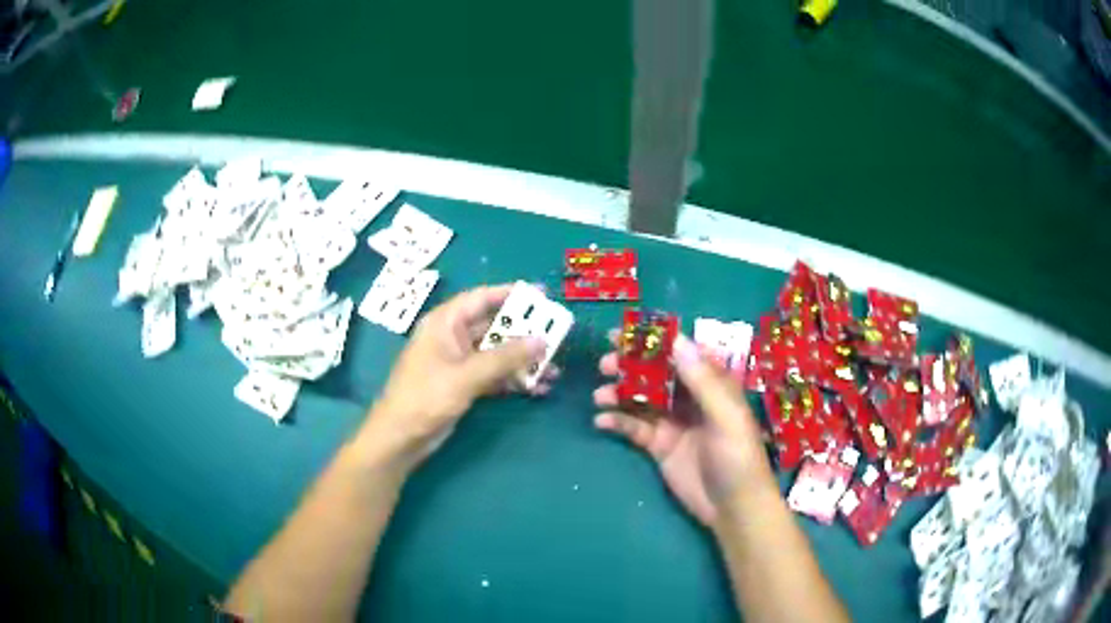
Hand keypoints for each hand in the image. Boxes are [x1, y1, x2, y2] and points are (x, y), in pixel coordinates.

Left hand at [365, 284, 553, 466]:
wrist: (401, 437)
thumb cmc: (426, 397)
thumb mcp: (467, 375)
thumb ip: (506, 357)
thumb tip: (542, 340)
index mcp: (445, 323)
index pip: (481, 298)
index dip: (511, 293)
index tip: (542, 295)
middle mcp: (453, 337)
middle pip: (494, 326)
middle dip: (524, 333)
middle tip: (557, 334)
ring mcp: (458, 362)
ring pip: (497, 353)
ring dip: (523, 360)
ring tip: (554, 368)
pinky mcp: (463, 383)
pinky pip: (494, 374)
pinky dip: (513, 380)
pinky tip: (537, 388)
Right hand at [593, 332, 774, 526]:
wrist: (732, 507)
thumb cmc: (738, 457)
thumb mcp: (726, 417)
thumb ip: (702, 381)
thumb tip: (677, 341)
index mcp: (712, 384)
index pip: (681, 353)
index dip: (654, 340)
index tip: (624, 333)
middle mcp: (690, 397)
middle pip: (656, 373)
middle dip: (630, 366)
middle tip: (604, 364)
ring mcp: (673, 421)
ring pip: (641, 398)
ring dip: (619, 393)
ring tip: (599, 396)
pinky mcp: (659, 445)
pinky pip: (634, 427)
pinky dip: (617, 422)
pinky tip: (601, 422)